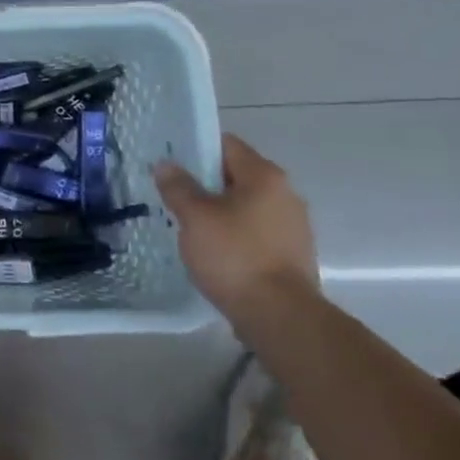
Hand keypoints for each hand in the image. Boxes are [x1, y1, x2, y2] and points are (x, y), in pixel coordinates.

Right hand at [154, 134, 321, 327]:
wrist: (280, 315)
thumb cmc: (234, 256)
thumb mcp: (194, 218)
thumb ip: (178, 187)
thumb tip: (166, 165)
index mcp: (264, 176)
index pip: (226, 145)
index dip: (195, 148)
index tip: (169, 163)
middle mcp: (285, 193)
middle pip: (236, 175)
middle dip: (204, 182)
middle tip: (172, 195)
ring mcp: (293, 225)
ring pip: (245, 204)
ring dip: (218, 209)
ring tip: (189, 224)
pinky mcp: (292, 253)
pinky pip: (255, 230)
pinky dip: (234, 233)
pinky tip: (213, 249)